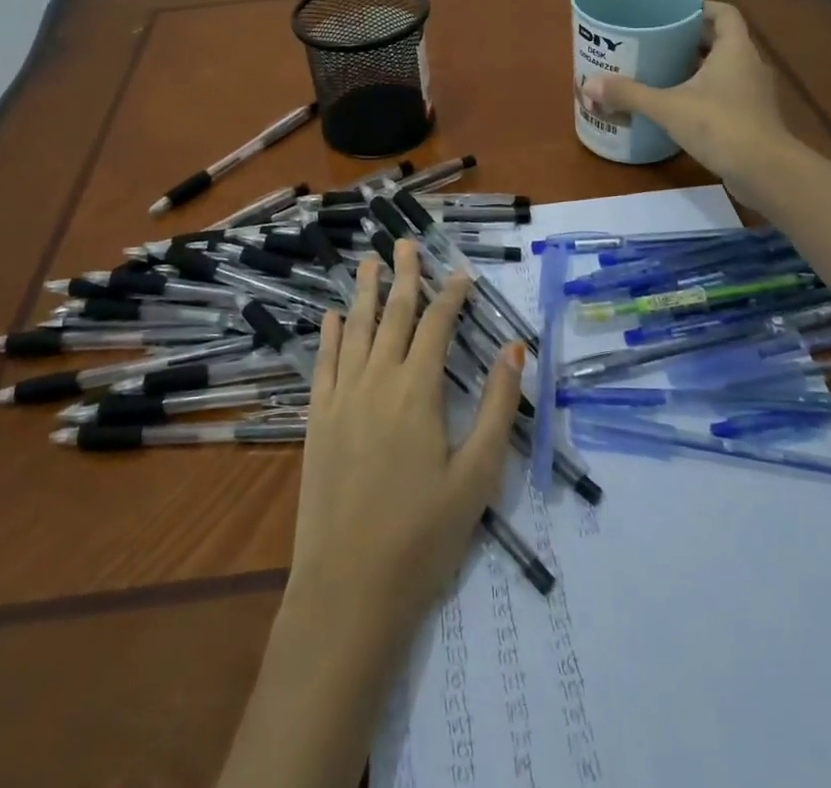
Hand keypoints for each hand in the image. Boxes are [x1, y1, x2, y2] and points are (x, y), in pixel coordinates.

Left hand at [289, 240, 524, 632]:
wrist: (349, 588)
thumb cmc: (423, 535)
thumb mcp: (478, 475)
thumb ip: (497, 406)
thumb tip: (514, 347)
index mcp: (418, 390)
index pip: (437, 325)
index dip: (451, 295)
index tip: (462, 273)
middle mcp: (377, 380)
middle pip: (394, 314)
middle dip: (404, 276)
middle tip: (405, 243)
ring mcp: (341, 397)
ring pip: (356, 330)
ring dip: (365, 293)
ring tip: (369, 262)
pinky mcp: (317, 420)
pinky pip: (323, 363)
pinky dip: (329, 335)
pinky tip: (332, 316)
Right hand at [581, 0, 792, 190]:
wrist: (766, 172)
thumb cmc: (720, 126)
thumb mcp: (667, 107)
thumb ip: (629, 94)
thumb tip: (588, 84)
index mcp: (735, 50)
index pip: (723, 13)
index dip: (700, 7)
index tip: (673, 12)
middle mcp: (749, 65)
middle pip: (721, 40)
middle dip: (690, 39)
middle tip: (656, 42)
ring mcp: (754, 94)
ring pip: (724, 69)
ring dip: (697, 68)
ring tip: (662, 71)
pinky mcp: (753, 118)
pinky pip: (726, 94)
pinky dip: (705, 93)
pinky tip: (679, 106)